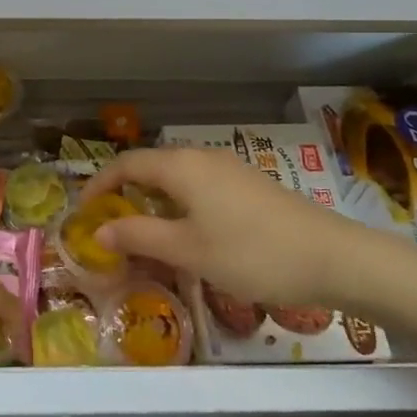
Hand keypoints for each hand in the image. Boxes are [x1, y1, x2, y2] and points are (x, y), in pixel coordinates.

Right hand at [80, 147, 397, 309]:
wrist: (334, 257)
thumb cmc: (252, 253)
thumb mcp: (188, 250)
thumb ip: (139, 236)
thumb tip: (98, 230)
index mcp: (181, 166)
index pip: (125, 164)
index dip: (99, 185)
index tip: (83, 213)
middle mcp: (202, 158)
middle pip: (150, 167)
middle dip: (124, 193)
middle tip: (111, 228)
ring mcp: (229, 169)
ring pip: (176, 178)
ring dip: (153, 201)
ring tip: (145, 235)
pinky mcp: (249, 185)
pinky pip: (199, 187)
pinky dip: (180, 204)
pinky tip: (189, 234)